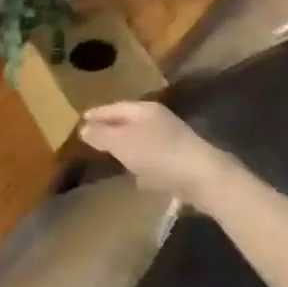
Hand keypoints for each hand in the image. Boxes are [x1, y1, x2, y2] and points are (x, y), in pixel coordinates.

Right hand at [79, 101, 238, 207]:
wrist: (205, 179)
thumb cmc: (158, 154)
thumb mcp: (121, 143)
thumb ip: (101, 135)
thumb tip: (84, 129)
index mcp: (144, 110)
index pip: (114, 107)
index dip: (97, 113)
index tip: (82, 118)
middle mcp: (159, 120)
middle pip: (129, 122)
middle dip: (112, 129)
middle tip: (94, 136)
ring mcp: (173, 141)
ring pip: (143, 141)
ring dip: (128, 147)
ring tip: (112, 157)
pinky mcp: (182, 162)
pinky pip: (155, 160)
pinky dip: (144, 165)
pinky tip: (138, 177)